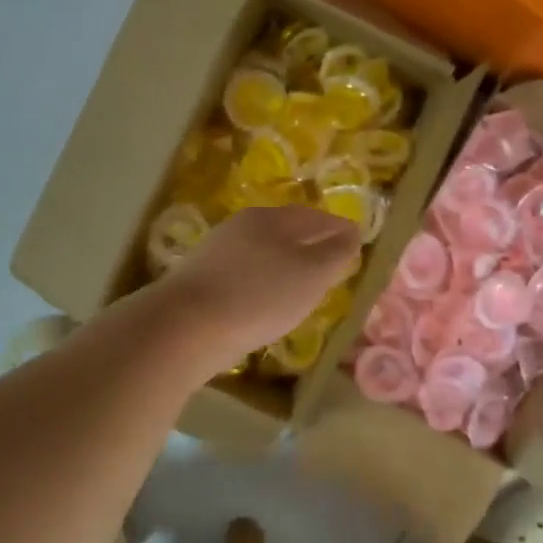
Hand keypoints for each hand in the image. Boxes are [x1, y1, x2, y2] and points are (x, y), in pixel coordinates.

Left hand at [148, 206, 359, 371]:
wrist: (185, 327)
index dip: (338, 228)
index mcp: (271, 219)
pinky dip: (263, 282)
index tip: (357, 240)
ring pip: (263, 252)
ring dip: (286, 264)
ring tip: (303, 284)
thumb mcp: (311, 275)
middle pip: (286, 231)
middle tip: (332, 261)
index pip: (314, 216)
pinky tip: (266, 300)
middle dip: (311, 243)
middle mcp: (242, 227)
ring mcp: (217, 252)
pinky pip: (244, 274)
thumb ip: (335, 253)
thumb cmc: (259, 296)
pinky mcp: (201, 280)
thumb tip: (352, 234)